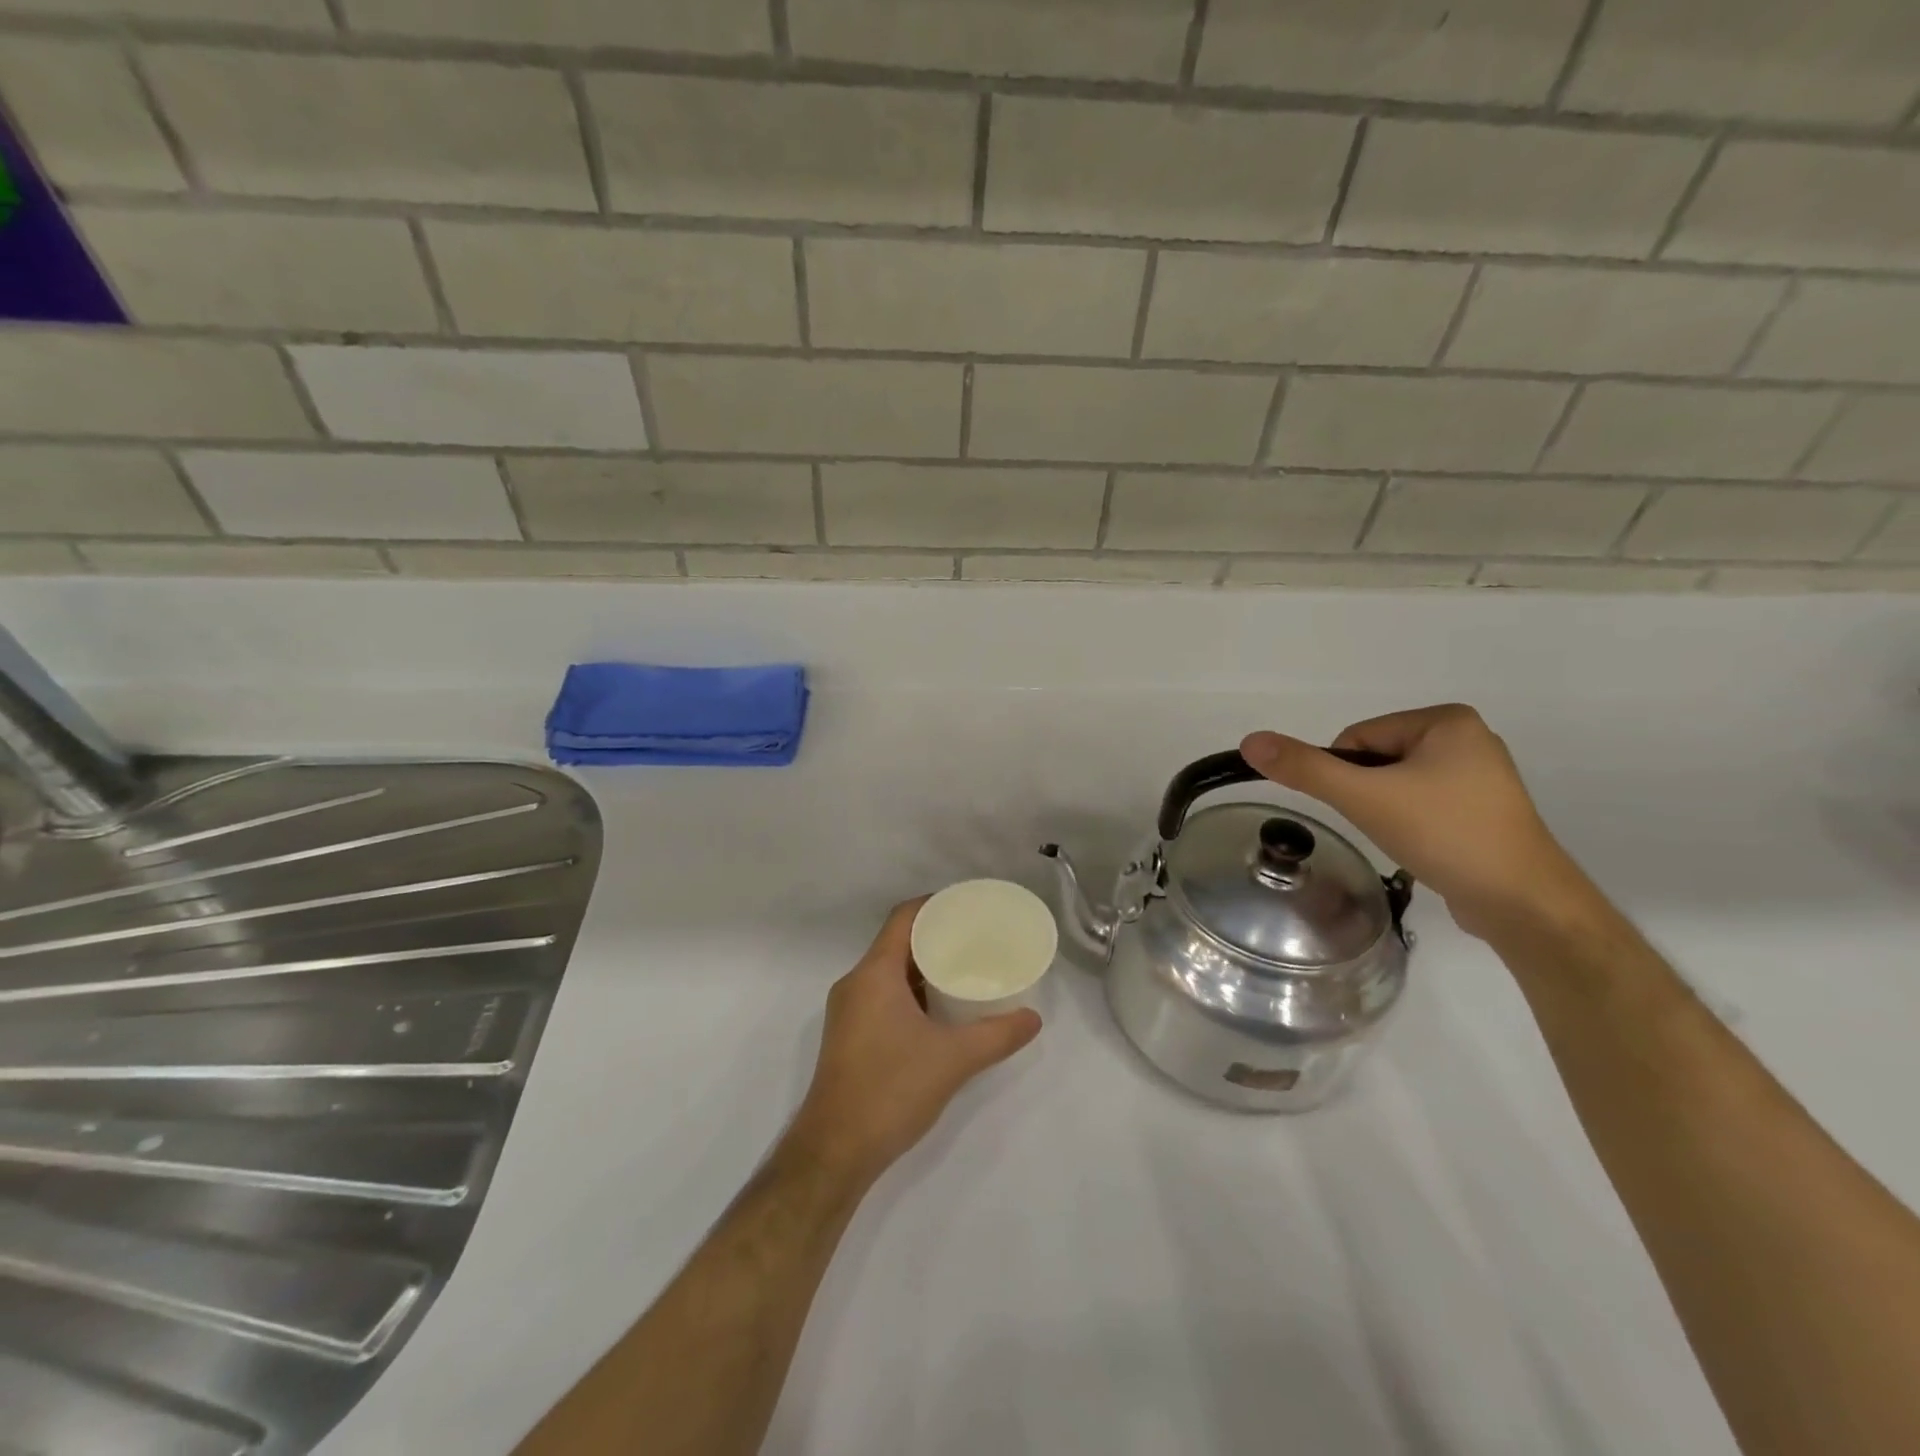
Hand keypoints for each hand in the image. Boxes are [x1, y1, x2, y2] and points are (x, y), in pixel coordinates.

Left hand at [786, 899, 1041, 1186]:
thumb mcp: (953, 1059)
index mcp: (874, 974)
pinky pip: (882, 996)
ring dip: (923, 968)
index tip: (969, 906)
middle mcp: (855, 984)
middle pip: (897, 943)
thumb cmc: (891, 1090)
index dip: (935, 905)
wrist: (834, 1152)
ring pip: (889, 972)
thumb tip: (1034, 1018)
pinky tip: (939, 1011)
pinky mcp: (848, 1037)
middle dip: (935, 937)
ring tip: (963, 971)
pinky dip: (911, 993)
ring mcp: (848, 1012)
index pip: (903, 918)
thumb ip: (997, 1035)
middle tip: (976, 939)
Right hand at [1240, 705, 1595, 939]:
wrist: (1523, 903)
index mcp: (1446, 720)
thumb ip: (1305, 768)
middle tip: (1388, 826)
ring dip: (1388, 811)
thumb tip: (1250, 740)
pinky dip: (1413, 824)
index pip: (1359, 737)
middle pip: (1377, 760)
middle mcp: (1468, 739)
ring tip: (1409, 839)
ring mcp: (1481, 777)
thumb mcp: (1365, 797)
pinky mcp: (1485, 811)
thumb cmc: (1446, 834)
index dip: (1346, 775)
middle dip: (1369, 795)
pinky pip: (1425, 805)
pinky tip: (1426, 847)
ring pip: (1398, 785)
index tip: (1366, 807)